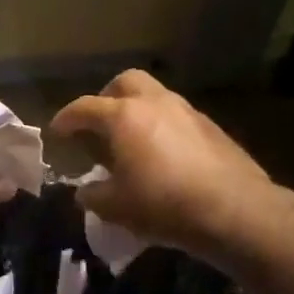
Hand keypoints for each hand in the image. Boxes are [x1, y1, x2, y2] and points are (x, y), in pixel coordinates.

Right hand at [49, 70, 282, 263]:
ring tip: (131, 142)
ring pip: (155, 96)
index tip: (57, 132)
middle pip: (125, 82)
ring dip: (137, 111)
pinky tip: (162, 156)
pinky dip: (162, 127)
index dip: (65, 119)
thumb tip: (86, 192)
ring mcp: (188, 112)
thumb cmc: (163, 204)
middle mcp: (155, 104)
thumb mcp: (115, 207)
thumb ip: (93, 195)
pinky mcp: (212, 128)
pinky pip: (177, 117)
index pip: (84, 107)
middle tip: (99, 124)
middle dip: (107, 98)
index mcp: (124, 117)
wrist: (235, 211)